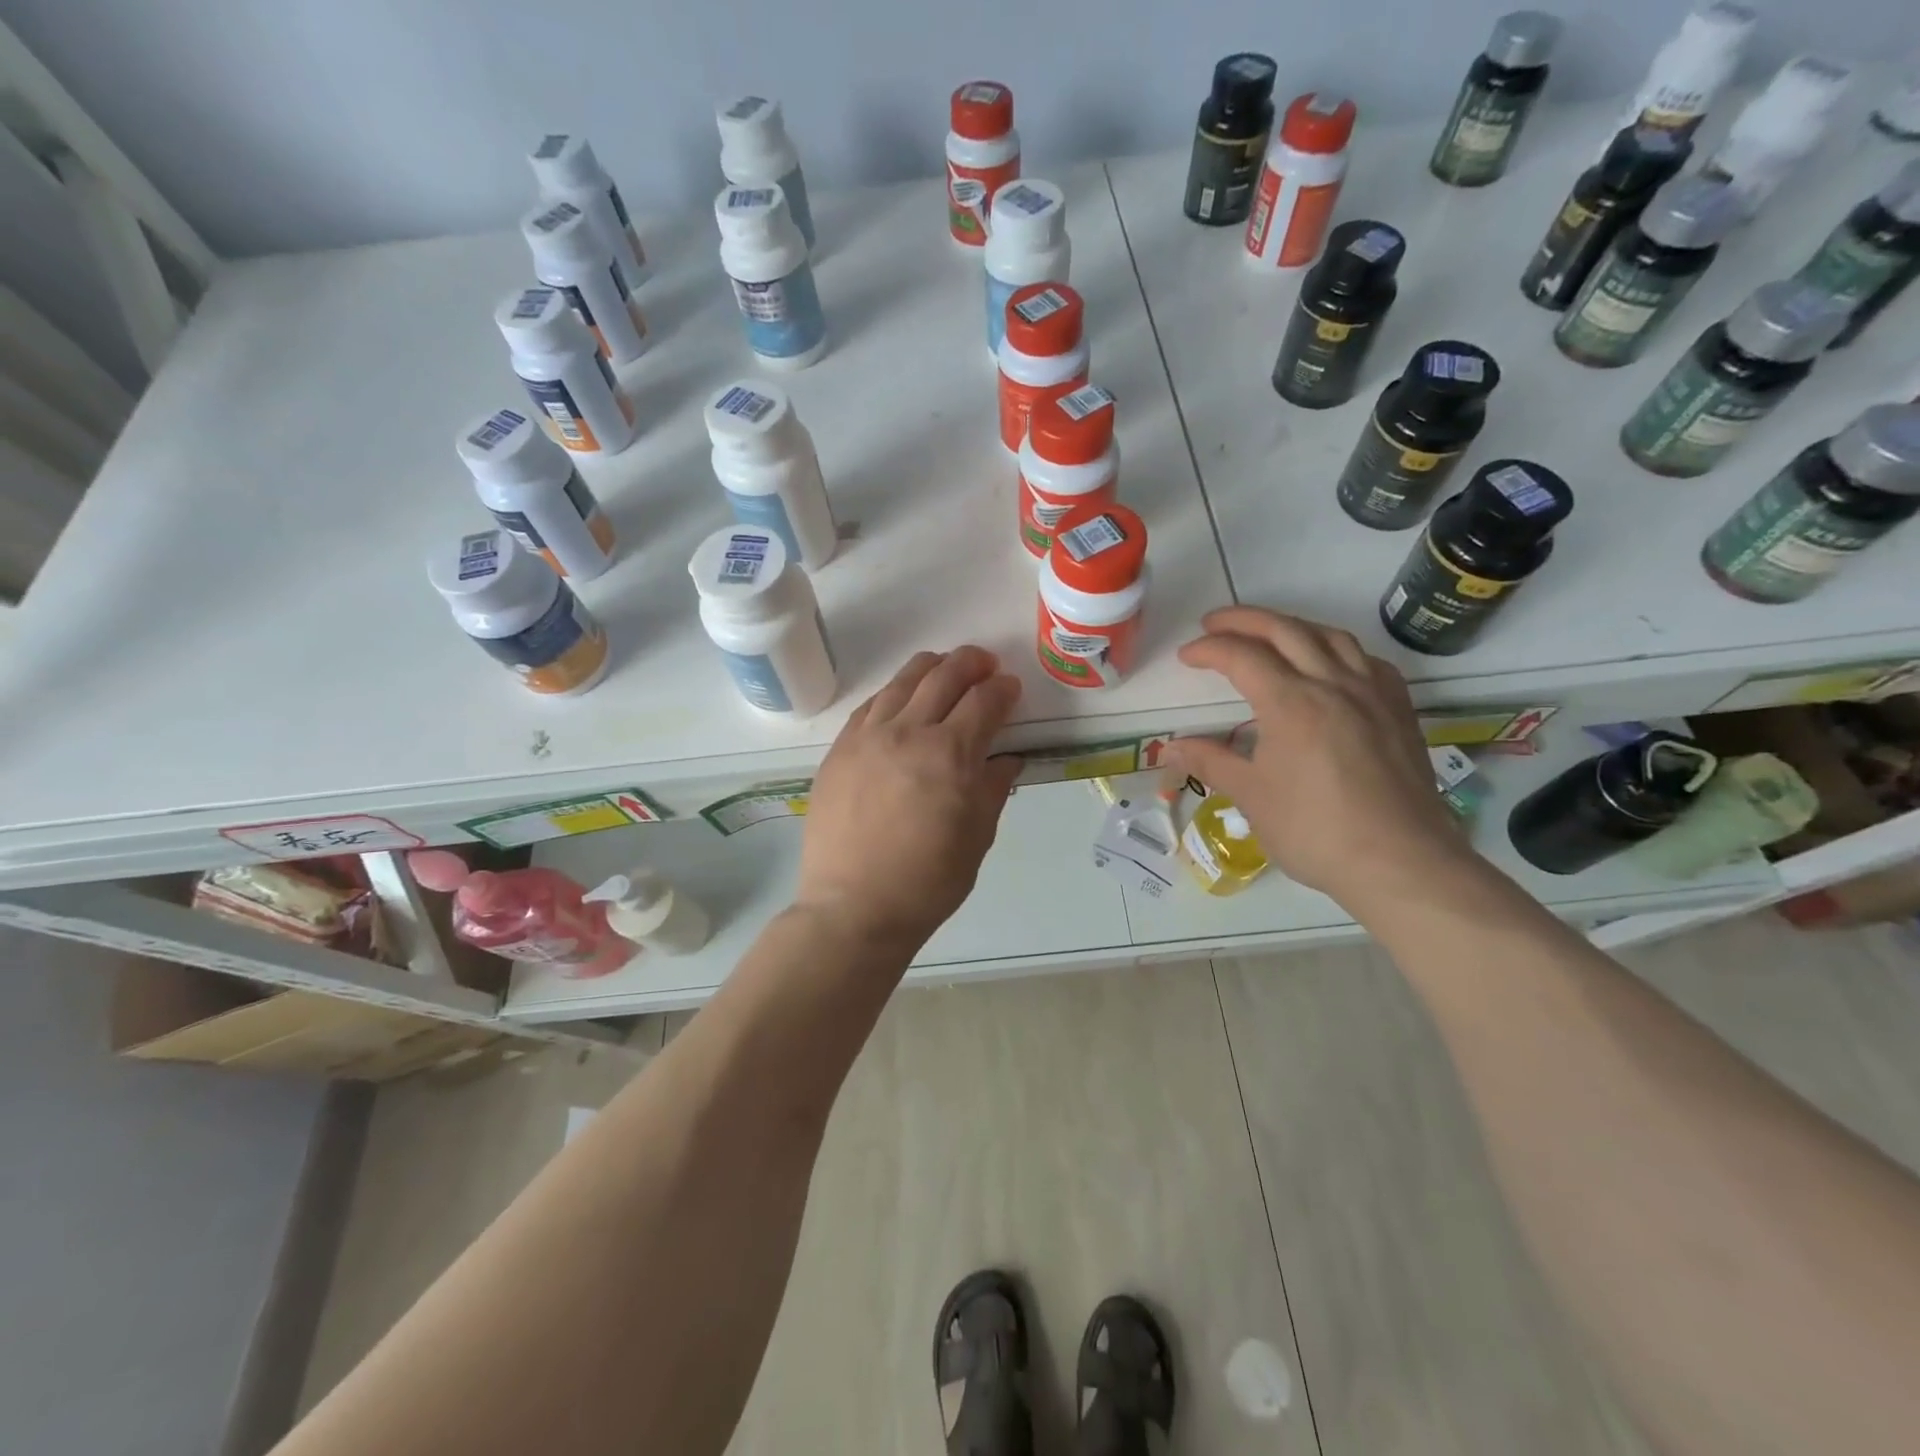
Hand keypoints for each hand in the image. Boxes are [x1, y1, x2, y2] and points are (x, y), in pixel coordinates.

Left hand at [797, 647, 1024, 949]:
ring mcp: (867, 737)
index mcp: (950, 755)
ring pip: (902, 681)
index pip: (983, 702)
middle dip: (970, 663)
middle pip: (944, 677)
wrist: (853, 907)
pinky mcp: (839, 749)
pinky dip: (893, 691)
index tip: (1010, 687)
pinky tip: (901, 697)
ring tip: (944, 667)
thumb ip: (992, 788)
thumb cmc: (927, 882)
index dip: (1002, 689)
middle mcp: (908, 733)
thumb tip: (1006, 758)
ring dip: (931, 667)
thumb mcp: (976, 838)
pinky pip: (870, 705)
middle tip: (985, 665)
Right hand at [1163, 608, 1466, 909]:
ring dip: (1291, 626)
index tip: (1187, 656)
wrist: (1400, 861)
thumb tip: (1168, 749)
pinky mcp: (1399, 711)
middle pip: (1286, 630)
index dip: (1209, 649)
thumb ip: (1210, 762)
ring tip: (1268, 634)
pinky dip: (1336, 649)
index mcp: (1291, 702)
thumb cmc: (1314, 830)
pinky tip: (1329, 665)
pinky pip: (1366, 660)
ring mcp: (1373, 693)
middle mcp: (1333, 684)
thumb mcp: (1251, 796)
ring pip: (1330, 636)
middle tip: (1214, 623)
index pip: (1242, 656)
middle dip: (1244, 620)